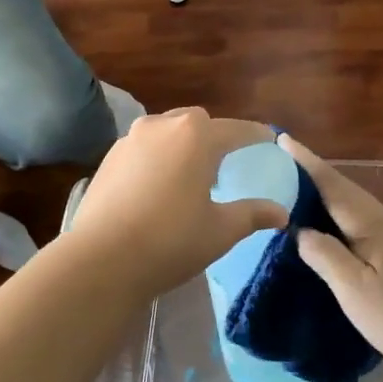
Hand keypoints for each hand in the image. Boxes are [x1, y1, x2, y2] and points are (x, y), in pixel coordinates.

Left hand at [64, 110, 287, 298]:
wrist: (101, 259)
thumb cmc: (171, 241)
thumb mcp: (220, 230)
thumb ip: (253, 214)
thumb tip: (281, 213)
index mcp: (196, 136)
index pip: (236, 130)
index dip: (256, 135)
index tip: (268, 140)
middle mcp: (162, 126)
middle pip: (197, 122)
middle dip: (215, 135)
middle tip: (226, 161)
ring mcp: (131, 139)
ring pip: (166, 130)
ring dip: (183, 144)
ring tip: (191, 172)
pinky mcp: (109, 157)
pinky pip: (143, 147)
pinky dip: (158, 156)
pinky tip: (159, 184)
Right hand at [283, 134, 382, 381]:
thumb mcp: (356, 289)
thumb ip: (325, 256)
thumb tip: (300, 230)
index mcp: (371, 225)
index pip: (332, 185)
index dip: (306, 163)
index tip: (283, 139)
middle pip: (346, 192)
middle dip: (315, 177)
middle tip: (283, 167)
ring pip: (356, 211)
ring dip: (329, 199)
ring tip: (301, 198)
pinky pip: (364, 229)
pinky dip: (342, 222)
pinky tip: (336, 237)